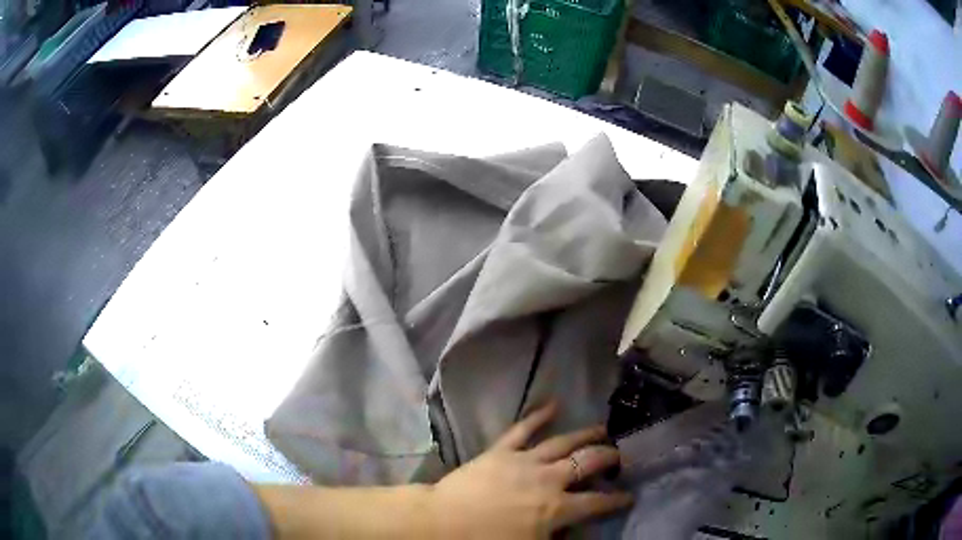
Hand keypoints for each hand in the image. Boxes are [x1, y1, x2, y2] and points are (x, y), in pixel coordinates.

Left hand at [428, 401, 632, 538]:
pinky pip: (523, 429)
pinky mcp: (501, 451)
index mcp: (557, 507)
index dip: (617, 500)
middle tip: (620, 456)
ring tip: (602, 428)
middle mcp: (549, 479)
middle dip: (609, 458)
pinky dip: (539, 415)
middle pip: (589, 462)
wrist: (442, 523)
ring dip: (586, 434)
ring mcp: (525, 461)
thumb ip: (560, 537)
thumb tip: (577, 530)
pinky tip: (554, 403)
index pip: (598, 502)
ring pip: (563, 442)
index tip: (630, 496)